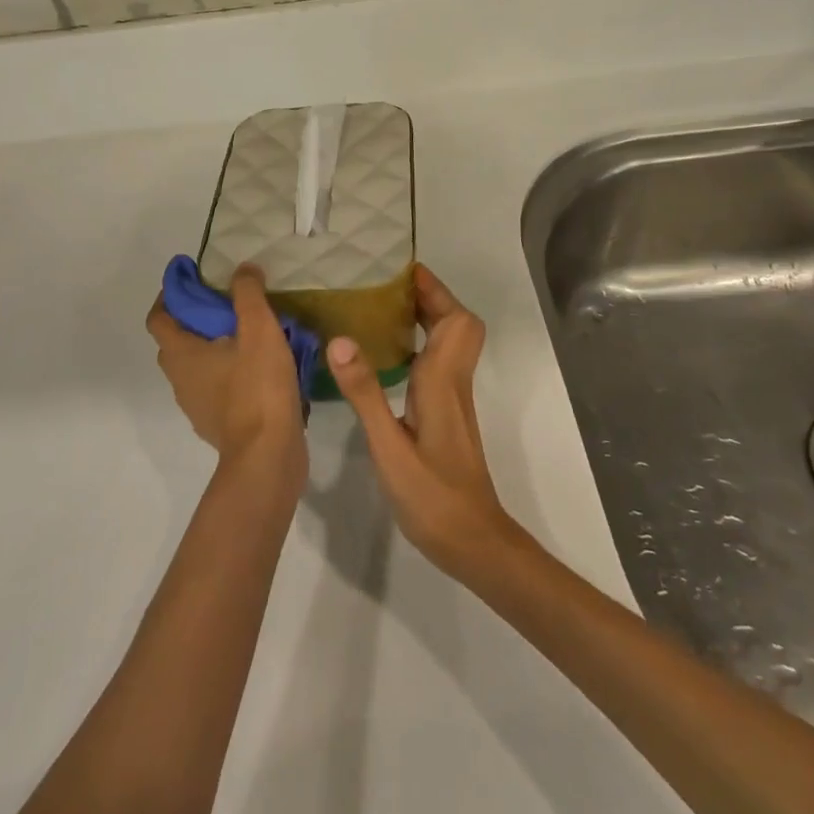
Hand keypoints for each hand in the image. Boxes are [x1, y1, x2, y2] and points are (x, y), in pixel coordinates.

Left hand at [147, 264, 305, 492]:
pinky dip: (228, 372)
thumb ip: (248, 294)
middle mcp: (180, 380)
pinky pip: (216, 387)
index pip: (158, 317)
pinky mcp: (218, 424)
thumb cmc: (257, 388)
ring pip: (197, 366)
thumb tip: (242, 269)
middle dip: (194, 318)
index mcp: (181, 355)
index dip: (170, 294)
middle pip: (176, 341)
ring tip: (247, 332)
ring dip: (213, 346)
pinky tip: (258, 367)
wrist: (268, 456)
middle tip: (225, 301)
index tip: (192, 277)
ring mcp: (197, 406)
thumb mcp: (259, 330)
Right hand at [326, 265, 528, 578]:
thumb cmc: (432, 496)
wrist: (472, 542)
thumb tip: (340, 339)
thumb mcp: (389, 446)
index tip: (403, 270)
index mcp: (442, 380)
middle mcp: (453, 381)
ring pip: (451, 342)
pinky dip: (422, 343)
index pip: (455, 320)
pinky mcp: (447, 414)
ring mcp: (453, 398)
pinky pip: (440, 361)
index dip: (436, 291)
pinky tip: (390, 355)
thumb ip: (365, 392)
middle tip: (388, 286)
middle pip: (457, 324)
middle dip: (430, 297)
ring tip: (384, 308)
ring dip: (428, 318)